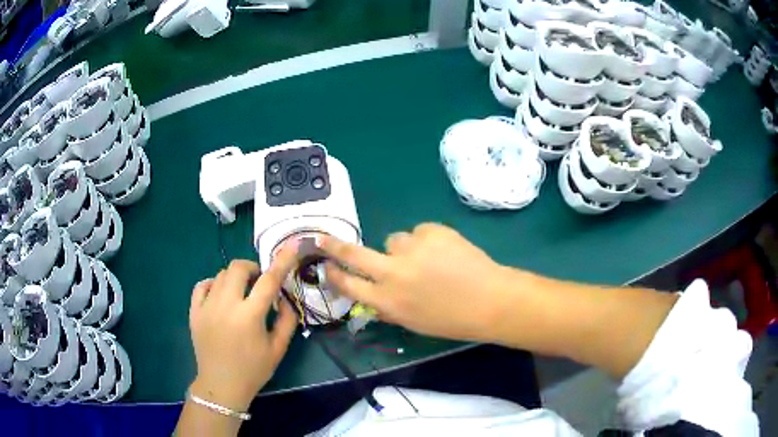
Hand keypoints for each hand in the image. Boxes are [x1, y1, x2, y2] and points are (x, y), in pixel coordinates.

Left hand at [188, 245, 298, 411]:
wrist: (221, 385)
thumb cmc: (254, 370)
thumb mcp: (278, 349)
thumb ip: (287, 321)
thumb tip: (286, 299)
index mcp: (250, 316)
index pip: (268, 281)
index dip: (282, 261)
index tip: (291, 246)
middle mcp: (226, 306)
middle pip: (238, 268)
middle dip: (252, 268)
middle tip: (259, 283)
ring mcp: (206, 307)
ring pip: (221, 274)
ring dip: (235, 277)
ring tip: (241, 293)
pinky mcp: (194, 311)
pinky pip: (202, 285)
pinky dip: (214, 284)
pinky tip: (220, 295)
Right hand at [321, 223, 513, 341]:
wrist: (491, 301)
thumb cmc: (452, 320)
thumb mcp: (413, 322)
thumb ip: (388, 307)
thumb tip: (372, 295)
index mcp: (387, 301)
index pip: (348, 285)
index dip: (334, 274)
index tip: (325, 266)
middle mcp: (393, 274)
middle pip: (353, 254)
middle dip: (334, 246)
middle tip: (323, 238)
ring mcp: (412, 250)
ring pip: (394, 240)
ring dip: (403, 248)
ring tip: (429, 260)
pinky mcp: (431, 231)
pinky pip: (419, 232)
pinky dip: (427, 241)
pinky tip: (446, 253)